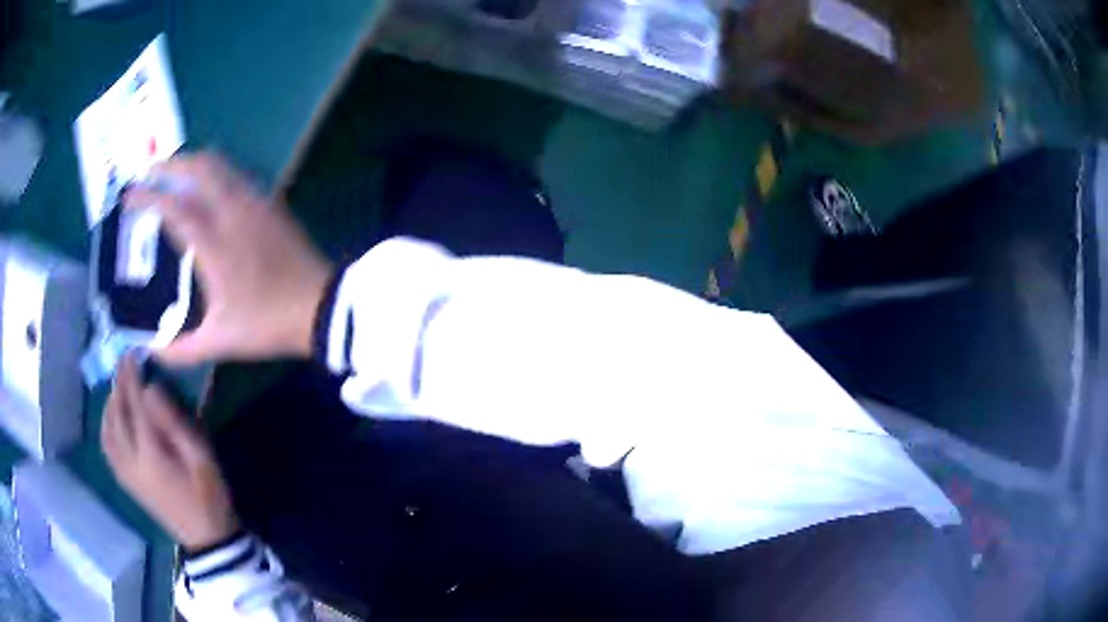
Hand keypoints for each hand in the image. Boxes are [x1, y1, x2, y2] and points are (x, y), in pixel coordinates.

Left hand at [101, 355, 239, 550]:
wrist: (205, 539)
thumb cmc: (208, 495)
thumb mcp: (201, 458)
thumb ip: (174, 423)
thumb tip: (151, 388)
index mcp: (151, 454)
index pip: (134, 405)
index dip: (131, 377)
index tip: (132, 353)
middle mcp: (131, 461)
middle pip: (117, 415)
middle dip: (119, 385)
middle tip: (124, 363)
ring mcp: (126, 473)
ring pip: (107, 431)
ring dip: (109, 404)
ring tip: (118, 388)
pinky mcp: (126, 482)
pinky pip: (107, 448)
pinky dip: (106, 426)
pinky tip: (112, 418)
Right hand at [125, 151, 333, 364]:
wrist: (322, 306)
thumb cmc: (268, 324)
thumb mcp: (220, 342)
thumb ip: (182, 349)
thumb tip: (151, 351)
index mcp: (213, 243)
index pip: (173, 207)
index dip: (147, 198)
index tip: (128, 197)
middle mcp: (232, 211)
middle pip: (198, 168)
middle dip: (169, 164)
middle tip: (149, 172)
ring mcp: (255, 202)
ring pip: (220, 165)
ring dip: (193, 163)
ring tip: (174, 173)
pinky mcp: (271, 202)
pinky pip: (236, 174)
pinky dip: (215, 170)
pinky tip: (208, 185)